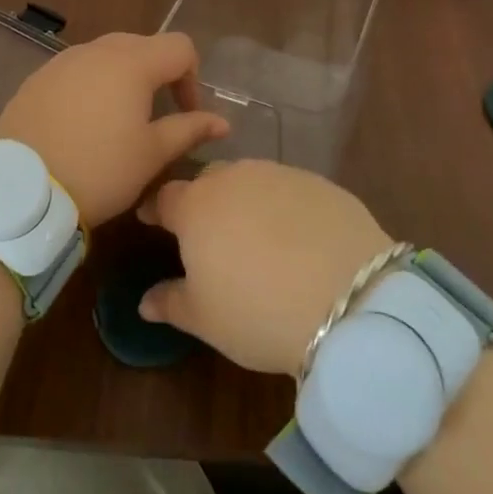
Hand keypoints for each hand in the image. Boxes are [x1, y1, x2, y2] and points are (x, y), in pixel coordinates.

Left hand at [0, 31, 227, 227]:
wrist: (20, 189)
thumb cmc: (99, 170)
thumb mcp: (151, 155)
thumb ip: (189, 130)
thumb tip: (221, 122)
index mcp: (132, 62)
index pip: (180, 47)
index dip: (192, 78)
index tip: (186, 114)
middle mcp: (97, 50)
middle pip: (142, 45)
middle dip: (158, 75)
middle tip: (156, 116)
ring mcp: (63, 61)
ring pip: (107, 55)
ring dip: (123, 78)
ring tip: (119, 120)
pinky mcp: (37, 78)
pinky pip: (76, 70)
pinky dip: (90, 86)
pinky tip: (82, 123)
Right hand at [136, 160, 393, 375]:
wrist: (347, 298)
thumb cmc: (257, 311)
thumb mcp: (205, 319)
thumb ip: (171, 302)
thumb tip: (145, 301)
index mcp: (197, 206)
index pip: (165, 196)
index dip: (157, 209)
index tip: (152, 220)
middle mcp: (234, 177)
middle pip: (209, 180)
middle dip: (203, 199)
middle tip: (209, 232)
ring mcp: (279, 174)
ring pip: (251, 179)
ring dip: (245, 200)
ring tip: (255, 234)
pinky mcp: (319, 182)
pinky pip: (290, 189)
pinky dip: (285, 207)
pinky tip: (297, 237)